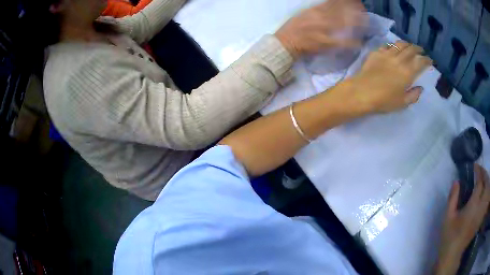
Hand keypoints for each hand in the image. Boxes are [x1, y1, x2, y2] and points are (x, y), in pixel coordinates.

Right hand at [275, 0, 365, 58]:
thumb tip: (330, 6)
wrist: (283, 44)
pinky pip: (339, 42)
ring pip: (342, 24)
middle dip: (352, 9)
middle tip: (362, 7)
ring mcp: (322, 29)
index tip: (354, 0)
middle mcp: (319, 18)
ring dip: (354, 22)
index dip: (343, 1)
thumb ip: (317, 10)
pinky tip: (358, 43)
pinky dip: (349, 43)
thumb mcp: (304, 14)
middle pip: (339, 11)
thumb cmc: (292, 29)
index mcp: (313, 11)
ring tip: (365, 20)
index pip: (331, 3)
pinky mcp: (323, 42)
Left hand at [346, 40, 431, 113]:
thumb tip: (420, 88)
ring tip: (410, 46)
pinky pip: (387, 45)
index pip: (420, 62)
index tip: (430, 60)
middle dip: (418, 49)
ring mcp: (387, 54)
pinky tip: (394, 47)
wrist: (362, 92)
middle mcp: (399, 60)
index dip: (427, 60)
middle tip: (421, 51)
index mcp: (408, 73)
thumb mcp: (402, 103)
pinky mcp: (377, 52)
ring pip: (399, 44)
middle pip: (411, 50)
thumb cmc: (384, 101)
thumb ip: (413, 95)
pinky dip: (393, 45)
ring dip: (407, 44)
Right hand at [435, 164, 489, 274]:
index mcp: (473, 206)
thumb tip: (456, 181)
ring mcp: (481, 214)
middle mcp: (480, 207)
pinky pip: (486, 202)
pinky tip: (485, 193)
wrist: (452, 255)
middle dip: (485, 174)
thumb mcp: (447, 218)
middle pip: (487, 185)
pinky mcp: (480, 219)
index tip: (474, 166)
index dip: (478, 171)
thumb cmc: (449, 236)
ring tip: (483, 179)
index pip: (480, 183)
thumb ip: (452, 198)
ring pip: (488, 193)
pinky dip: (487, 194)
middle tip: (480, 170)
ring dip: (487, 183)